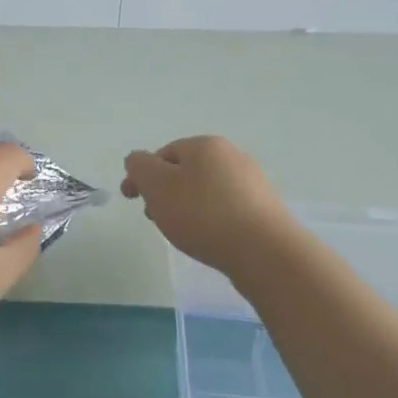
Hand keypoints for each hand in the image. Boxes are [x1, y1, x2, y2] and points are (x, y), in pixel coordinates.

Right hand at [121, 136, 300, 278]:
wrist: (265, 252)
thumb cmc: (204, 215)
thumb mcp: (158, 187)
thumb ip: (140, 167)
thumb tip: (137, 160)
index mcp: (205, 145)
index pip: (162, 153)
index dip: (142, 176)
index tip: (132, 200)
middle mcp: (232, 155)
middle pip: (185, 171)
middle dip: (165, 193)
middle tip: (157, 219)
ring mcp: (252, 182)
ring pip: (205, 190)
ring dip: (187, 207)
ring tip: (182, 233)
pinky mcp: (265, 208)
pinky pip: (226, 208)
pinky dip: (210, 219)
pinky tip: (210, 239)